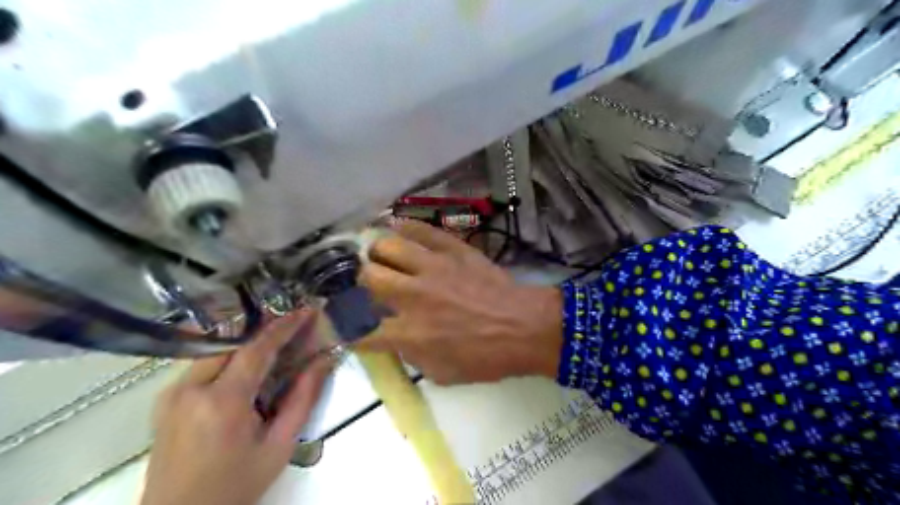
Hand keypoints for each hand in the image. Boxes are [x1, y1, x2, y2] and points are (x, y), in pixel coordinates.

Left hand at [142, 312, 328, 504]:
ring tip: (276, 339)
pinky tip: (248, 362)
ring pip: (216, 349)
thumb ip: (303, 399)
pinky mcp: (165, 399)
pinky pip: (203, 364)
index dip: (284, 325)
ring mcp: (171, 393)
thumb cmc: (235, 486)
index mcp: (221, 403)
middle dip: (265, 329)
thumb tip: (324, 360)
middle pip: (233, 342)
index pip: (255, 349)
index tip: (306, 309)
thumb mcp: (279, 446)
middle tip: (294, 322)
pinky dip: (229, 355)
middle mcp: (189, 390)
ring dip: (247, 340)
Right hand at [359, 222, 559, 386]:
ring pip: (386, 246)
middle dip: (361, 282)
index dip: (345, 328)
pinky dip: (404, 228)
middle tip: (370, 284)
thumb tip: (391, 337)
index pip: (360, 329)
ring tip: (381, 256)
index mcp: (409, 333)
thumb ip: (409, 355)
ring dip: (378, 253)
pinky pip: (420, 229)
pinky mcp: (452, 249)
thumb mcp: (442, 373)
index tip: (344, 325)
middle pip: (367, 276)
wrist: (525, 327)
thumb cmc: (486, 357)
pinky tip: (399, 230)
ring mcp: (433, 267)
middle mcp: (413, 295)